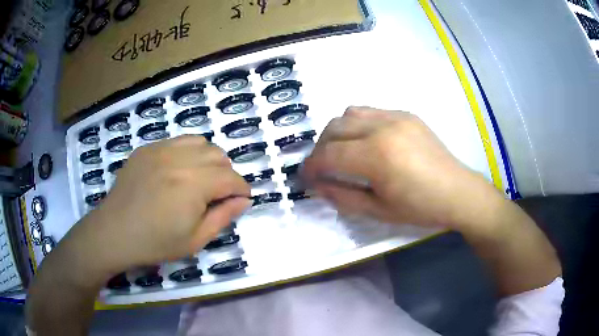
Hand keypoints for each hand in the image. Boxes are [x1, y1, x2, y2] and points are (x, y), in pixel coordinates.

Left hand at [74, 135, 250, 273]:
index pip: (231, 177)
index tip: (241, 200)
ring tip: (200, 179)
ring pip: (200, 142)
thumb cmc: (155, 243)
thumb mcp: (195, 239)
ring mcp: (160, 149)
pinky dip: (187, 152)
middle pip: (219, 155)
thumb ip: (223, 217)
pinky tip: (178, 171)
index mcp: (193, 184)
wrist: (115, 232)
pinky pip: (177, 141)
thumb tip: (243, 200)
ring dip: (208, 159)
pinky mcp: (147, 148)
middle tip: (218, 195)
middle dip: (226, 174)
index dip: (242, 189)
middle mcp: (179, 158)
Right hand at [301, 107, 500, 230]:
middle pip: (334, 128)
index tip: (306, 178)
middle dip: (320, 148)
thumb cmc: (420, 208)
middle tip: (322, 168)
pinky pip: (370, 112)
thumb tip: (317, 186)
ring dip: (337, 132)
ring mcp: (396, 116)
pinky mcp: (406, 114)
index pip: (329, 155)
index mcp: (377, 156)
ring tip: (342, 152)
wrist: (457, 192)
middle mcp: (383, 127)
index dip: (312, 167)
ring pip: (349, 114)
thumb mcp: (378, 210)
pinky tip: (366, 142)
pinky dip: (357, 124)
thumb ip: (342, 197)